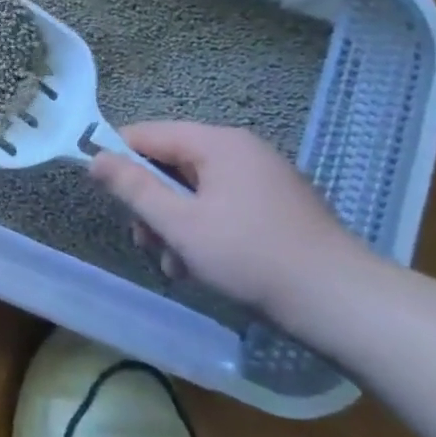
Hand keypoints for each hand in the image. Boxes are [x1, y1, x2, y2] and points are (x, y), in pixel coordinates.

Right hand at [90, 121, 373, 322]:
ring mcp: (262, 179)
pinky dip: (203, 230)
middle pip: (171, 164)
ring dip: (175, 224)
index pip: (147, 134)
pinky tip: (203, 267)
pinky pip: (221, 206)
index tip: (104, 194)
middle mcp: (241, 151)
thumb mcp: (179, 224)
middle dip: (152, 204)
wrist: (341, 302)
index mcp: (218, 143)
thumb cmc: (250, 257)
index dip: (118, 159)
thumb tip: (94, 158)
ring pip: (195, 191)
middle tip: (146, 242)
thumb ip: (133, 188)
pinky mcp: (275, 207)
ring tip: (177, 265)